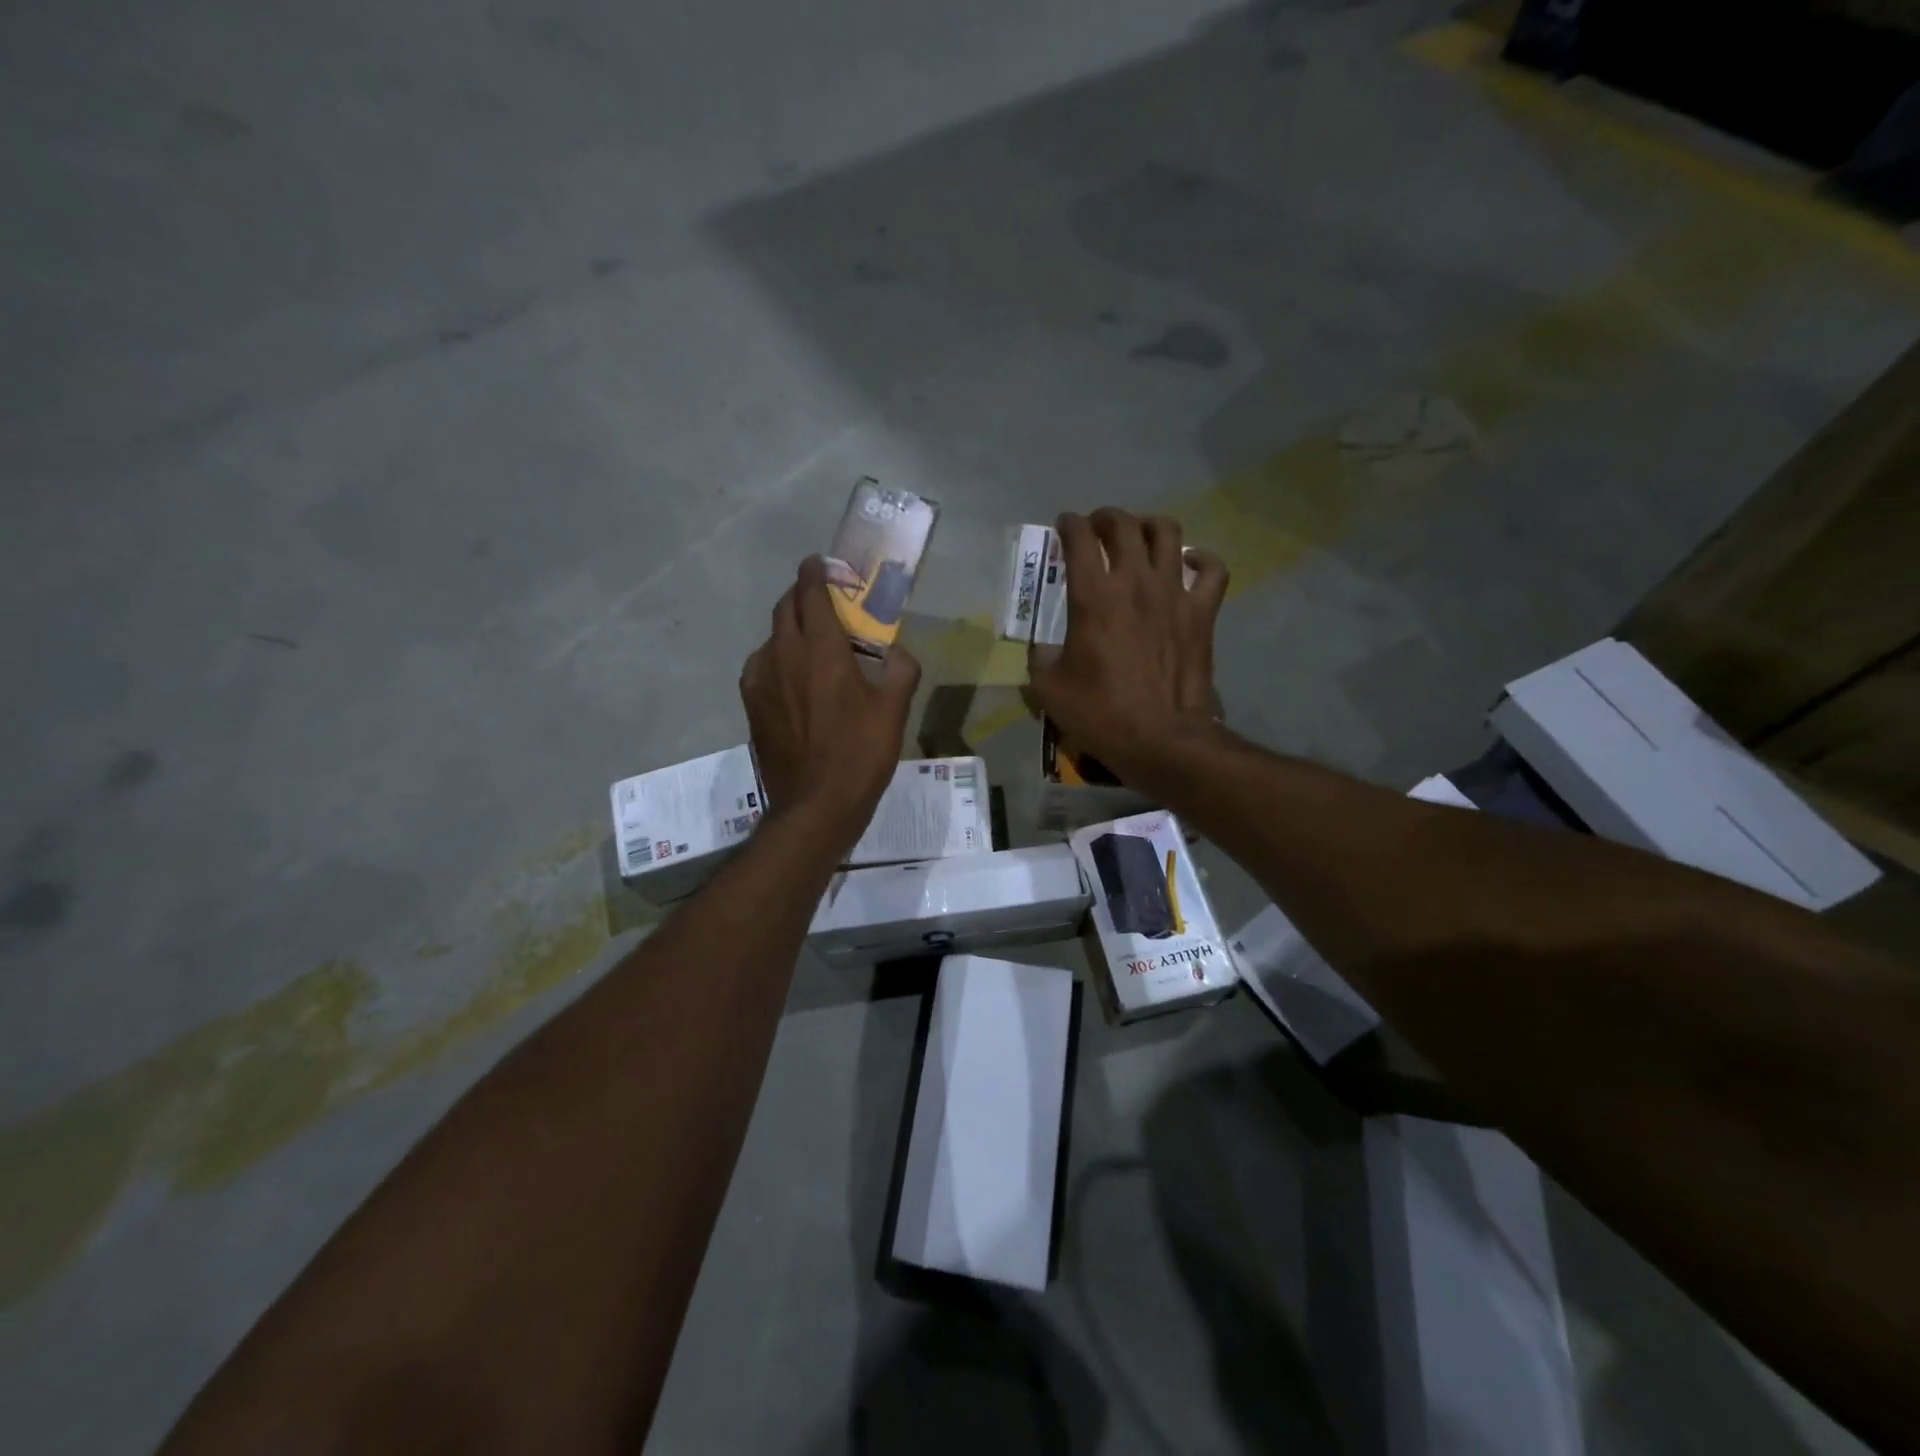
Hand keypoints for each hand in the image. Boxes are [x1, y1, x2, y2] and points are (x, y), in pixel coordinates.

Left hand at [741, 556, 920, 845]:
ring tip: (812, 642)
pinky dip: (779, 658)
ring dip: (790, 628)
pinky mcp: (751, 704)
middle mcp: (783, 654)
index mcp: (820, 649)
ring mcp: (760, 680)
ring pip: (772, 637)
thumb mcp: (894, 711)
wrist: (815, 806)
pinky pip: (763, 665)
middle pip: (785, 608)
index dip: (816, 572)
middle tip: (824, 599)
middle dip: (803, 595)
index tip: (822, 563)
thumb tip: (896, 654)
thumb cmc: (859, 754)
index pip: (810, 592)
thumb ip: (900, 670)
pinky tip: (794, 678)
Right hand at [1027, 509, 1227, 780]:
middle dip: (1105, 518)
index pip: (1078, 538)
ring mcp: (1174, 593)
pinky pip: (1213, 568)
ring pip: (1167, 533)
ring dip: (1149, 527)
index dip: (1068, 525)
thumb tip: (1041, 648)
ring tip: (1140, 537)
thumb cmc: (1099, 713)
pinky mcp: (1202, 612)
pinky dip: (1202, 559)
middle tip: (1097, 528)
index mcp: (1093, 596)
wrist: (1159, 738)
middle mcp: (1134, 582)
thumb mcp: (1048, 688)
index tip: (1063, 526)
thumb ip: (1039, 657)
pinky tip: (1190, 563)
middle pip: (1123, 525)